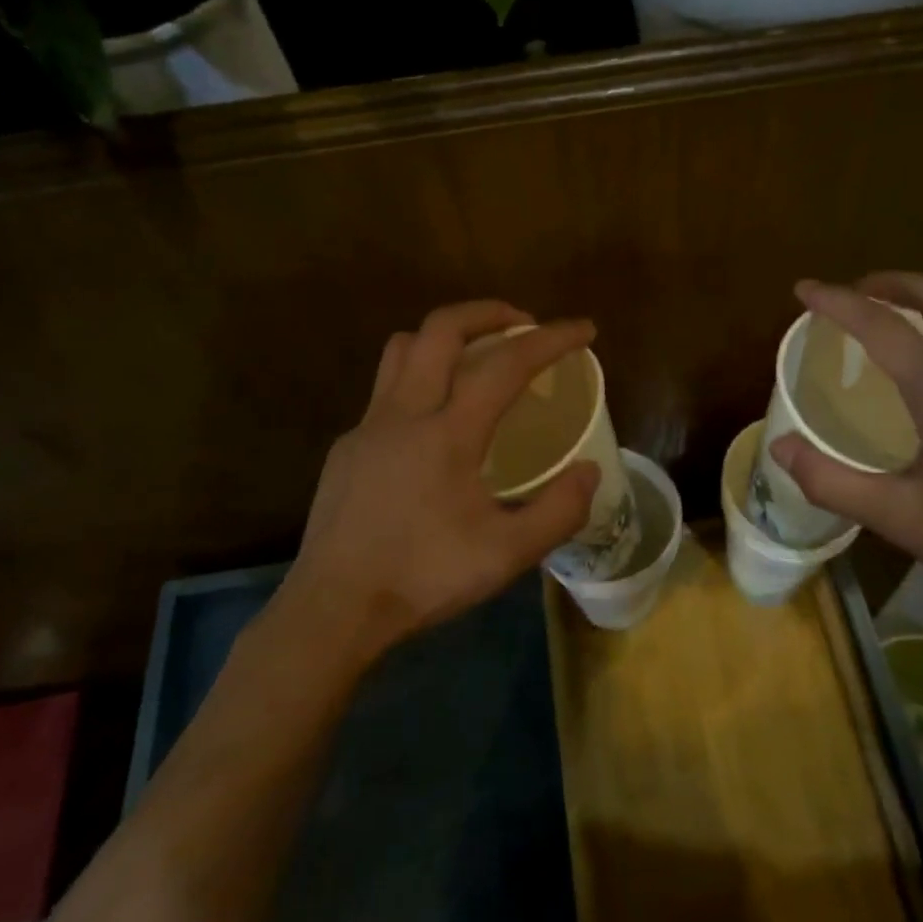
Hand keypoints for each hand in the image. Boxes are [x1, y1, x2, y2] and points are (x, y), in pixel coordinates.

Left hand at [279, 300, 599, 663]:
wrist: (333, 609)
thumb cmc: (423, 579)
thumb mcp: (507, 556)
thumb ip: (558, 510)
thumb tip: (589, 470)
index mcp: (448, 434)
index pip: (506, 364)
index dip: (551, 339)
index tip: (583, 329)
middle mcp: (404, 413)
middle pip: (442, 328)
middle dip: (489, 312)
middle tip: (523, 324)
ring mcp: (368, 426)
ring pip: (403, 348)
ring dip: (445, 336)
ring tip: (476, 355)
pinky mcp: (347, 446)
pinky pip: (386, 389)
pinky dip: (419, 379)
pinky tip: (434, 422)